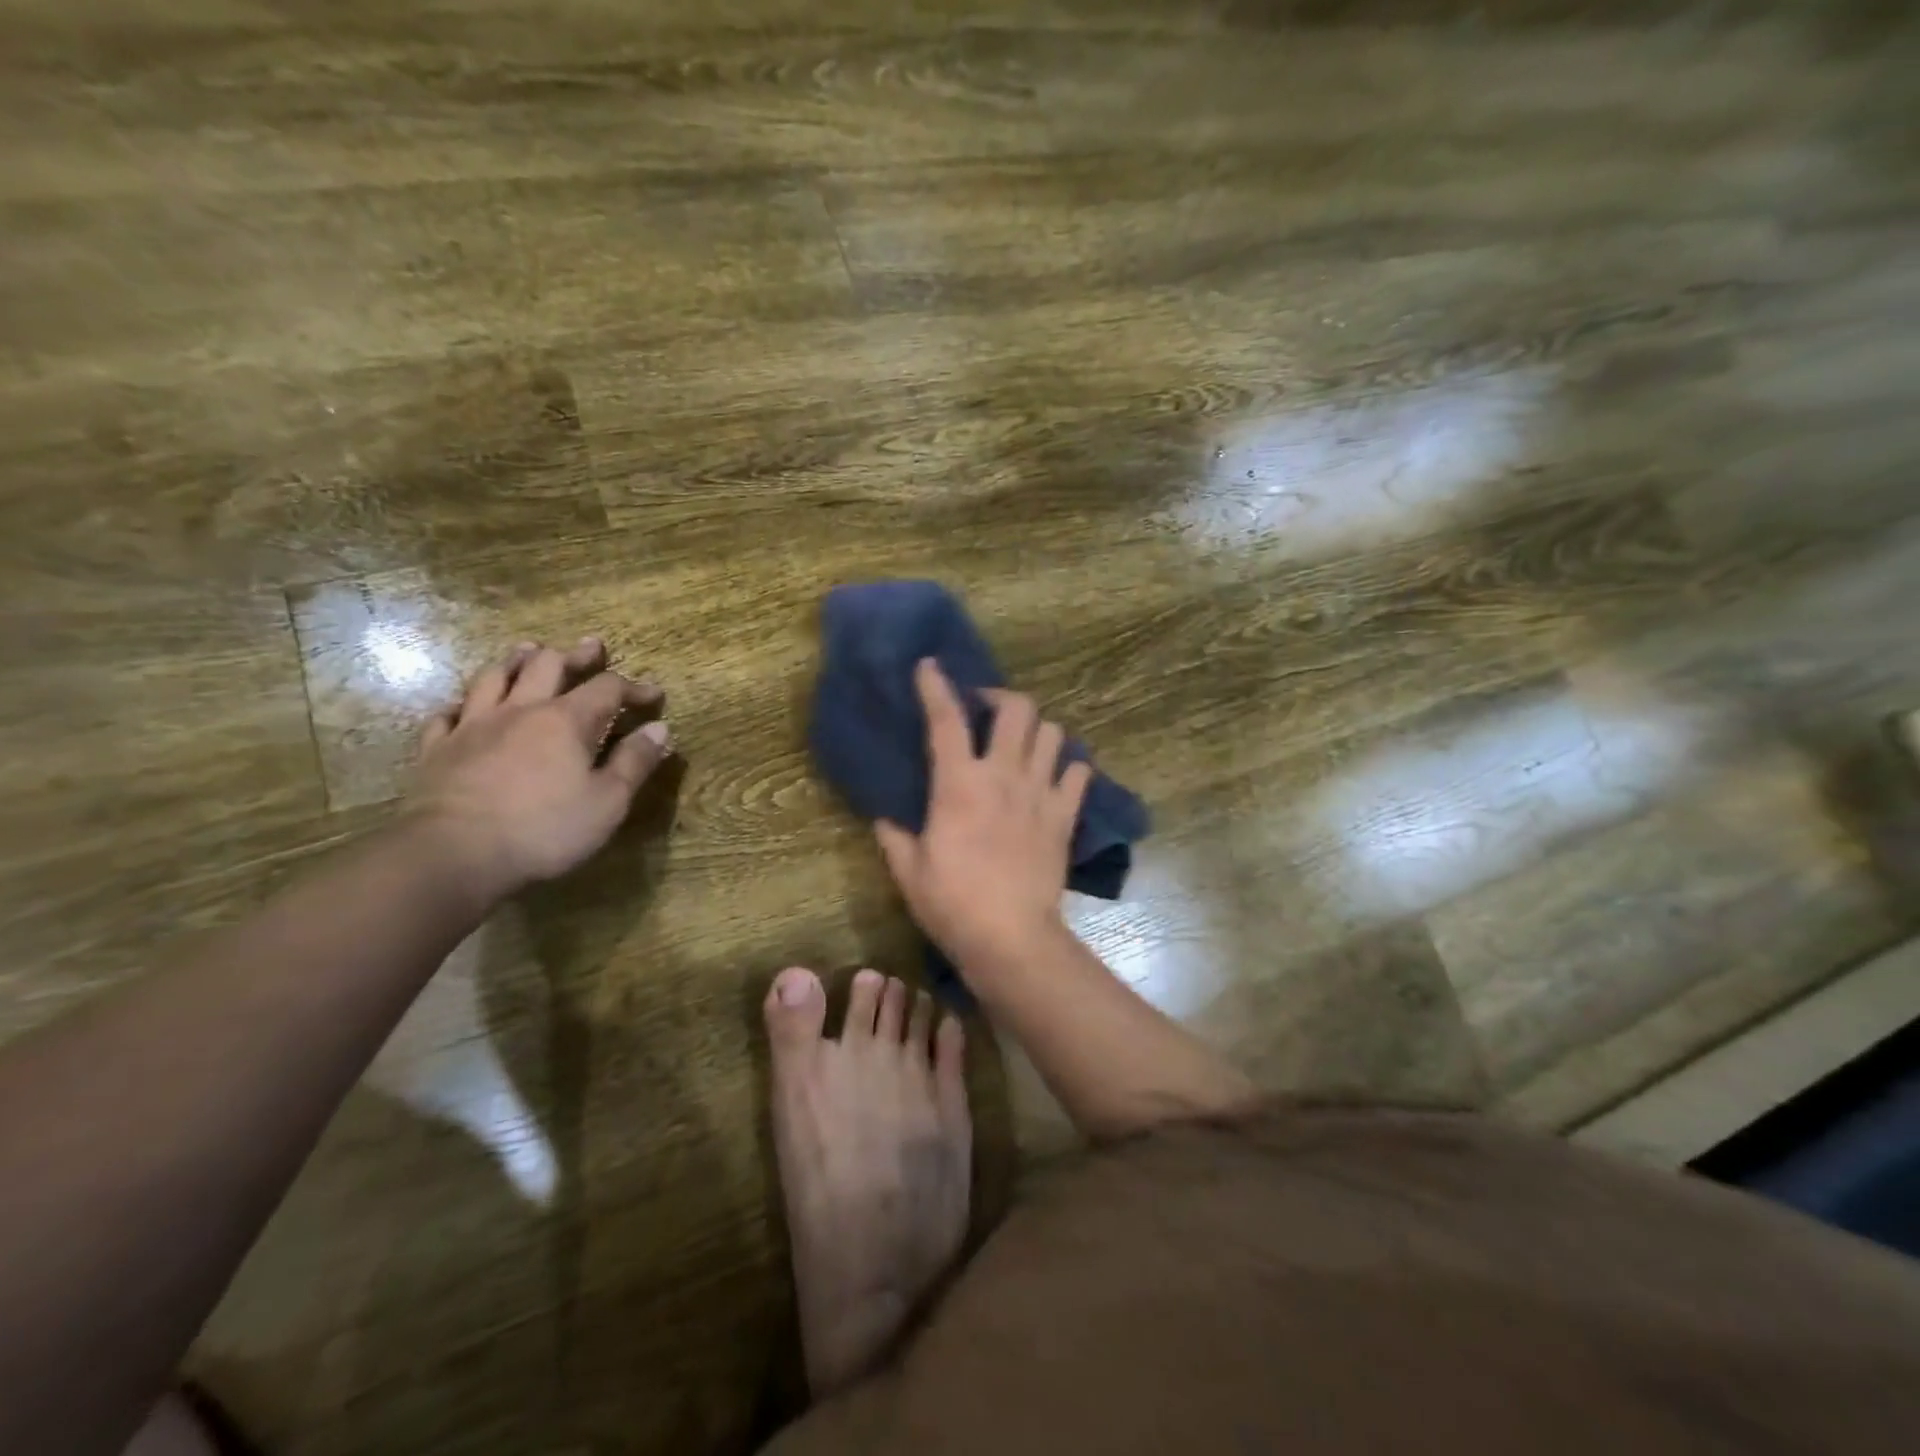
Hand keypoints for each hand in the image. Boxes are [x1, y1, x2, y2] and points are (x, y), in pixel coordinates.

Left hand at [407, 637, 670, 900]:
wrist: (452, 853)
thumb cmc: (544, 829)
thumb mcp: (608, 802)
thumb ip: (635, 762)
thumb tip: (659, 729)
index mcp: (566, 721)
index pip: (607, 688)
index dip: (633, 688)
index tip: (653, 695)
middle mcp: (520, 711)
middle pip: (547, 666)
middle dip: (575, 656)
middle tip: (591, 648)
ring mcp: (473, 727)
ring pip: (494, 677)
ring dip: (516, 661)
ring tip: (528, 651)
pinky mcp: (437, 750)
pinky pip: (446, 714)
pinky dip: (462, 704)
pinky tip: (465, 706)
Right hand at [875, 659, 1091, 969]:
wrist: (1011, 938)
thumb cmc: (953, 904)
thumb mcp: (908, 871)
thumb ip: (894, 836)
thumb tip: (884, 818)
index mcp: (959, 784)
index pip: (946, 719)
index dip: (936, 686)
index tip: (930, 666)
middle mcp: (1003, 776)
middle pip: (1017, 708)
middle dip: (1000, 696)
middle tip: (985, 710)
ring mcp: (1040, 793)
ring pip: (1053, 733)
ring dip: (1037, 730)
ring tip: (1022, 744)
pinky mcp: (1065, 816)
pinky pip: (1078, 774)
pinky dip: (1068, 768)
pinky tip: (1054, 779)